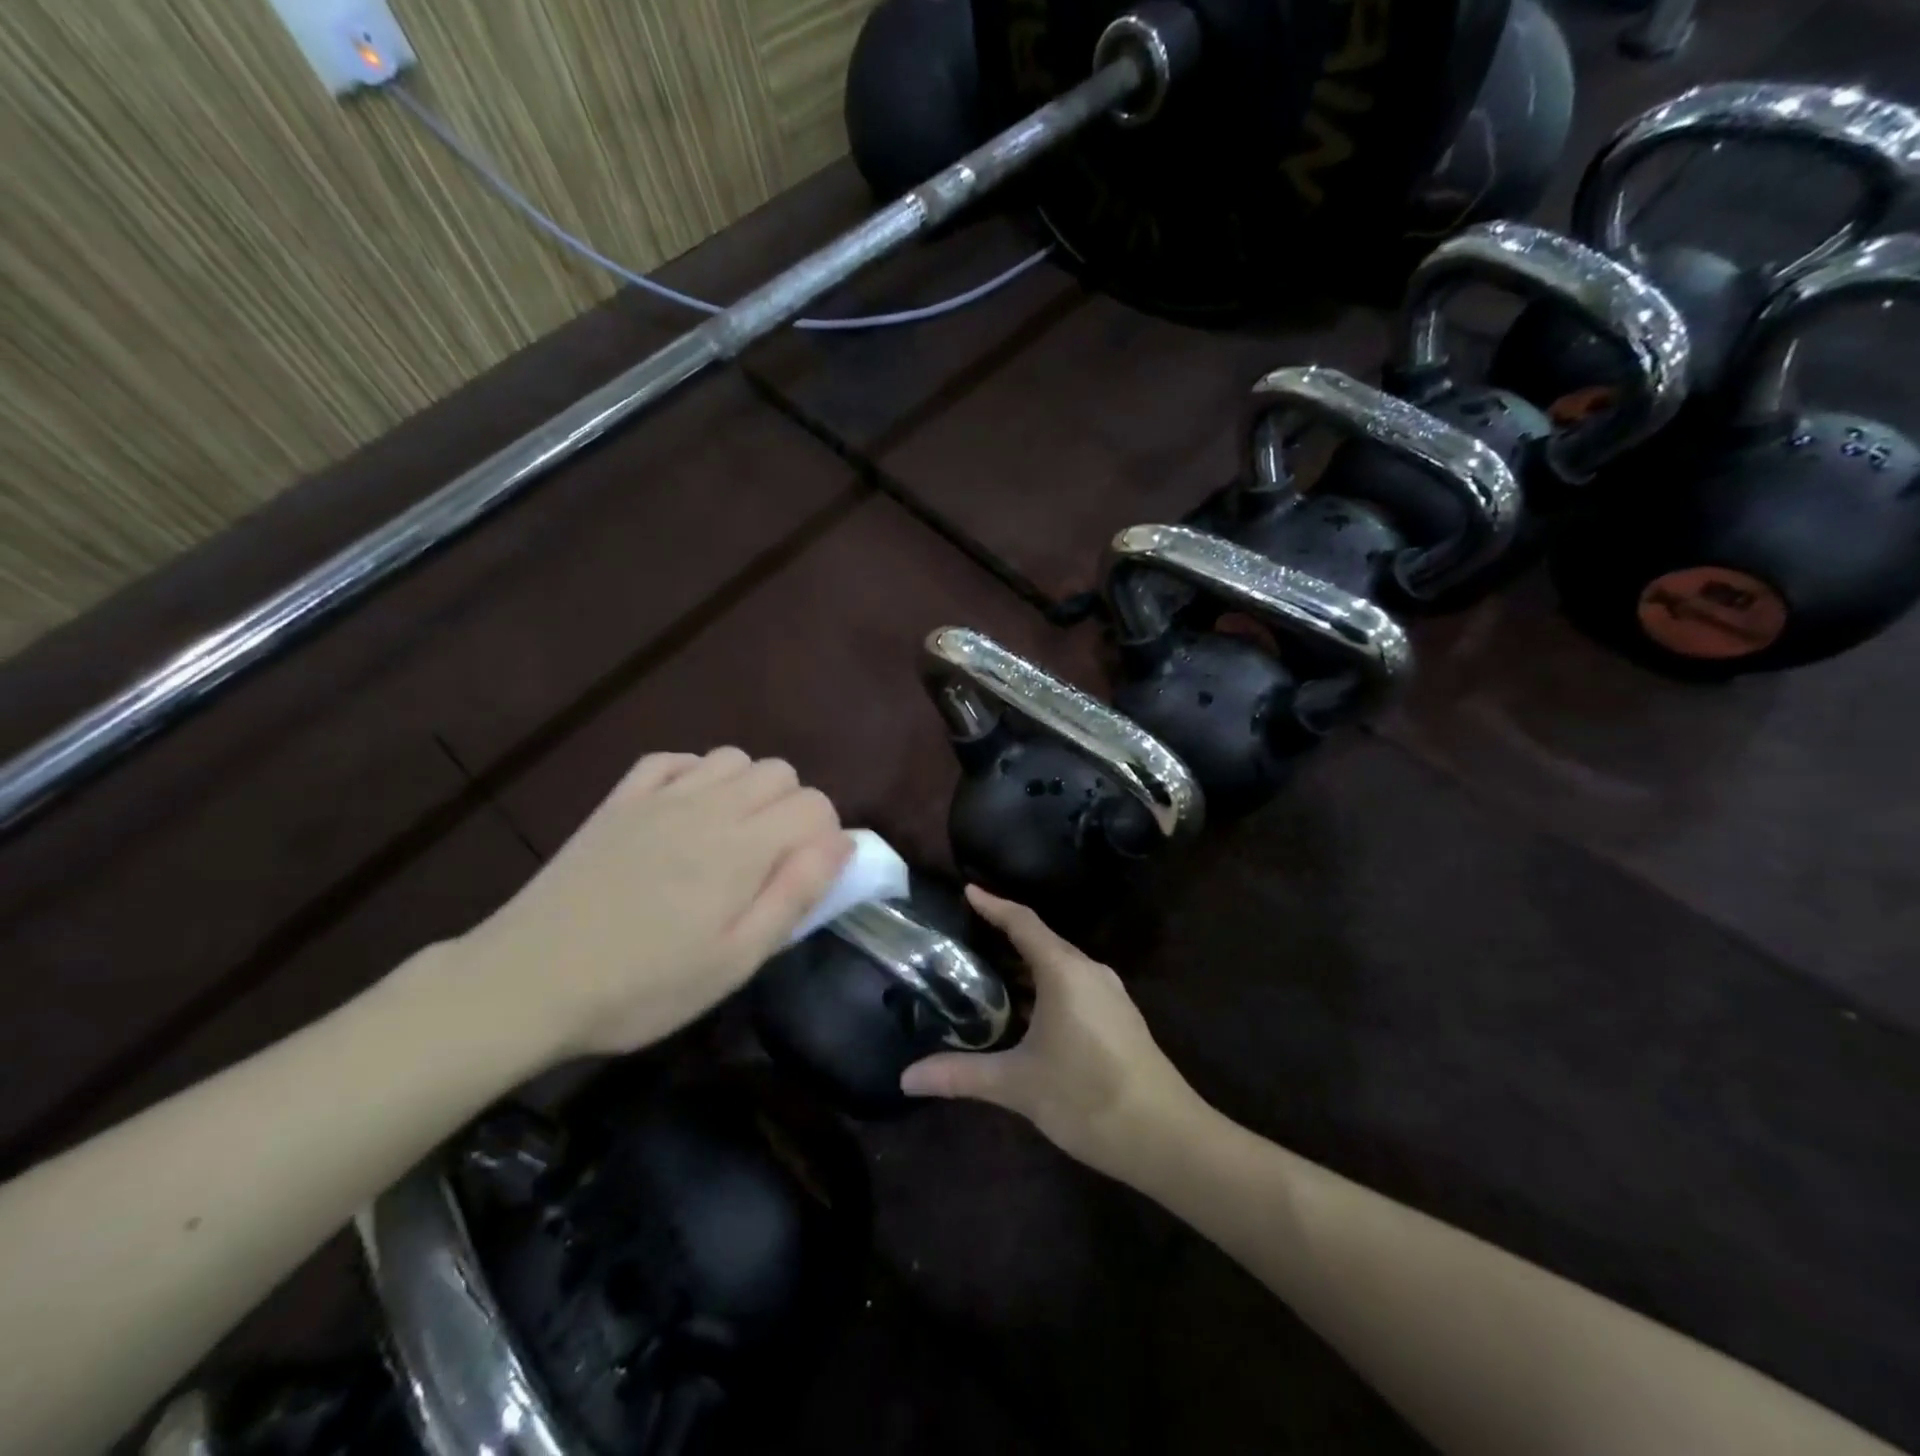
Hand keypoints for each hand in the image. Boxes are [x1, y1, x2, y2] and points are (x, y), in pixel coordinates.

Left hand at [458, 748, 850, 1061]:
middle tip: (771, 863)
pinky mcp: (619, 801)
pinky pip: (672, 759)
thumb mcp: (735, 960)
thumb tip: (842, 843)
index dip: (825, 837)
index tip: (806, 877)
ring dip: (748, 788)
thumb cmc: (643, 986)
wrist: (527, 982)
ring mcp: (659, 797)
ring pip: (732, 757)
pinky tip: (686, 811)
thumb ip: (795, 895)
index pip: (815, 806)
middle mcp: (709, 806)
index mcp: (743, 847)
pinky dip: (694, 774)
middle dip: (793, 809)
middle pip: (780, 772)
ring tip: (732, 837)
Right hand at [901, 887, 1207, 1181]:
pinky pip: (1074, 986)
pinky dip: (1044, 987)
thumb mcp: (1018, 1085)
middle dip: (1003, 937)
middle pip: (1041, 941)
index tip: (967, 890)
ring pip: (1059, 966)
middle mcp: (1089, 971)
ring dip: (1025, 967)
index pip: (1023, 923)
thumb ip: (961, 1075)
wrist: (1166, 1136)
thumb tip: (907, 1077)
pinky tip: (1026, 1013)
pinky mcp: (1119, 1018)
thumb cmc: (1087, 1096)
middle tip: (964, 938)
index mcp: (1064, 971)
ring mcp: (1109, 994)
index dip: (993, 905)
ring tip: (986, 974)